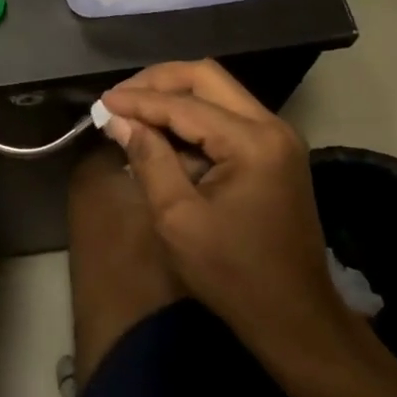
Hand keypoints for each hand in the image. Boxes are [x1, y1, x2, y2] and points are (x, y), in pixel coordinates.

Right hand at [99, 60, 354, 363]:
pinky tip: (162, 133)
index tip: (101, 102)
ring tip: (134, 112)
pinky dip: (192, 117)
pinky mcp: (274, 152)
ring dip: (174, 96)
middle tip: (120, 99)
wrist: (295, 319)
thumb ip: (148, 159)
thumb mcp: (178, 219)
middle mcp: (271, 126)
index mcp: (253, 142)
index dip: (139, 100)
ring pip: (217, 92)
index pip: (185, 104)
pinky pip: (226, 116)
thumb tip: (119, 119)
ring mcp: (277, 138)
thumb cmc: (234, 275)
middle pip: (206, 78)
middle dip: (158, 82)